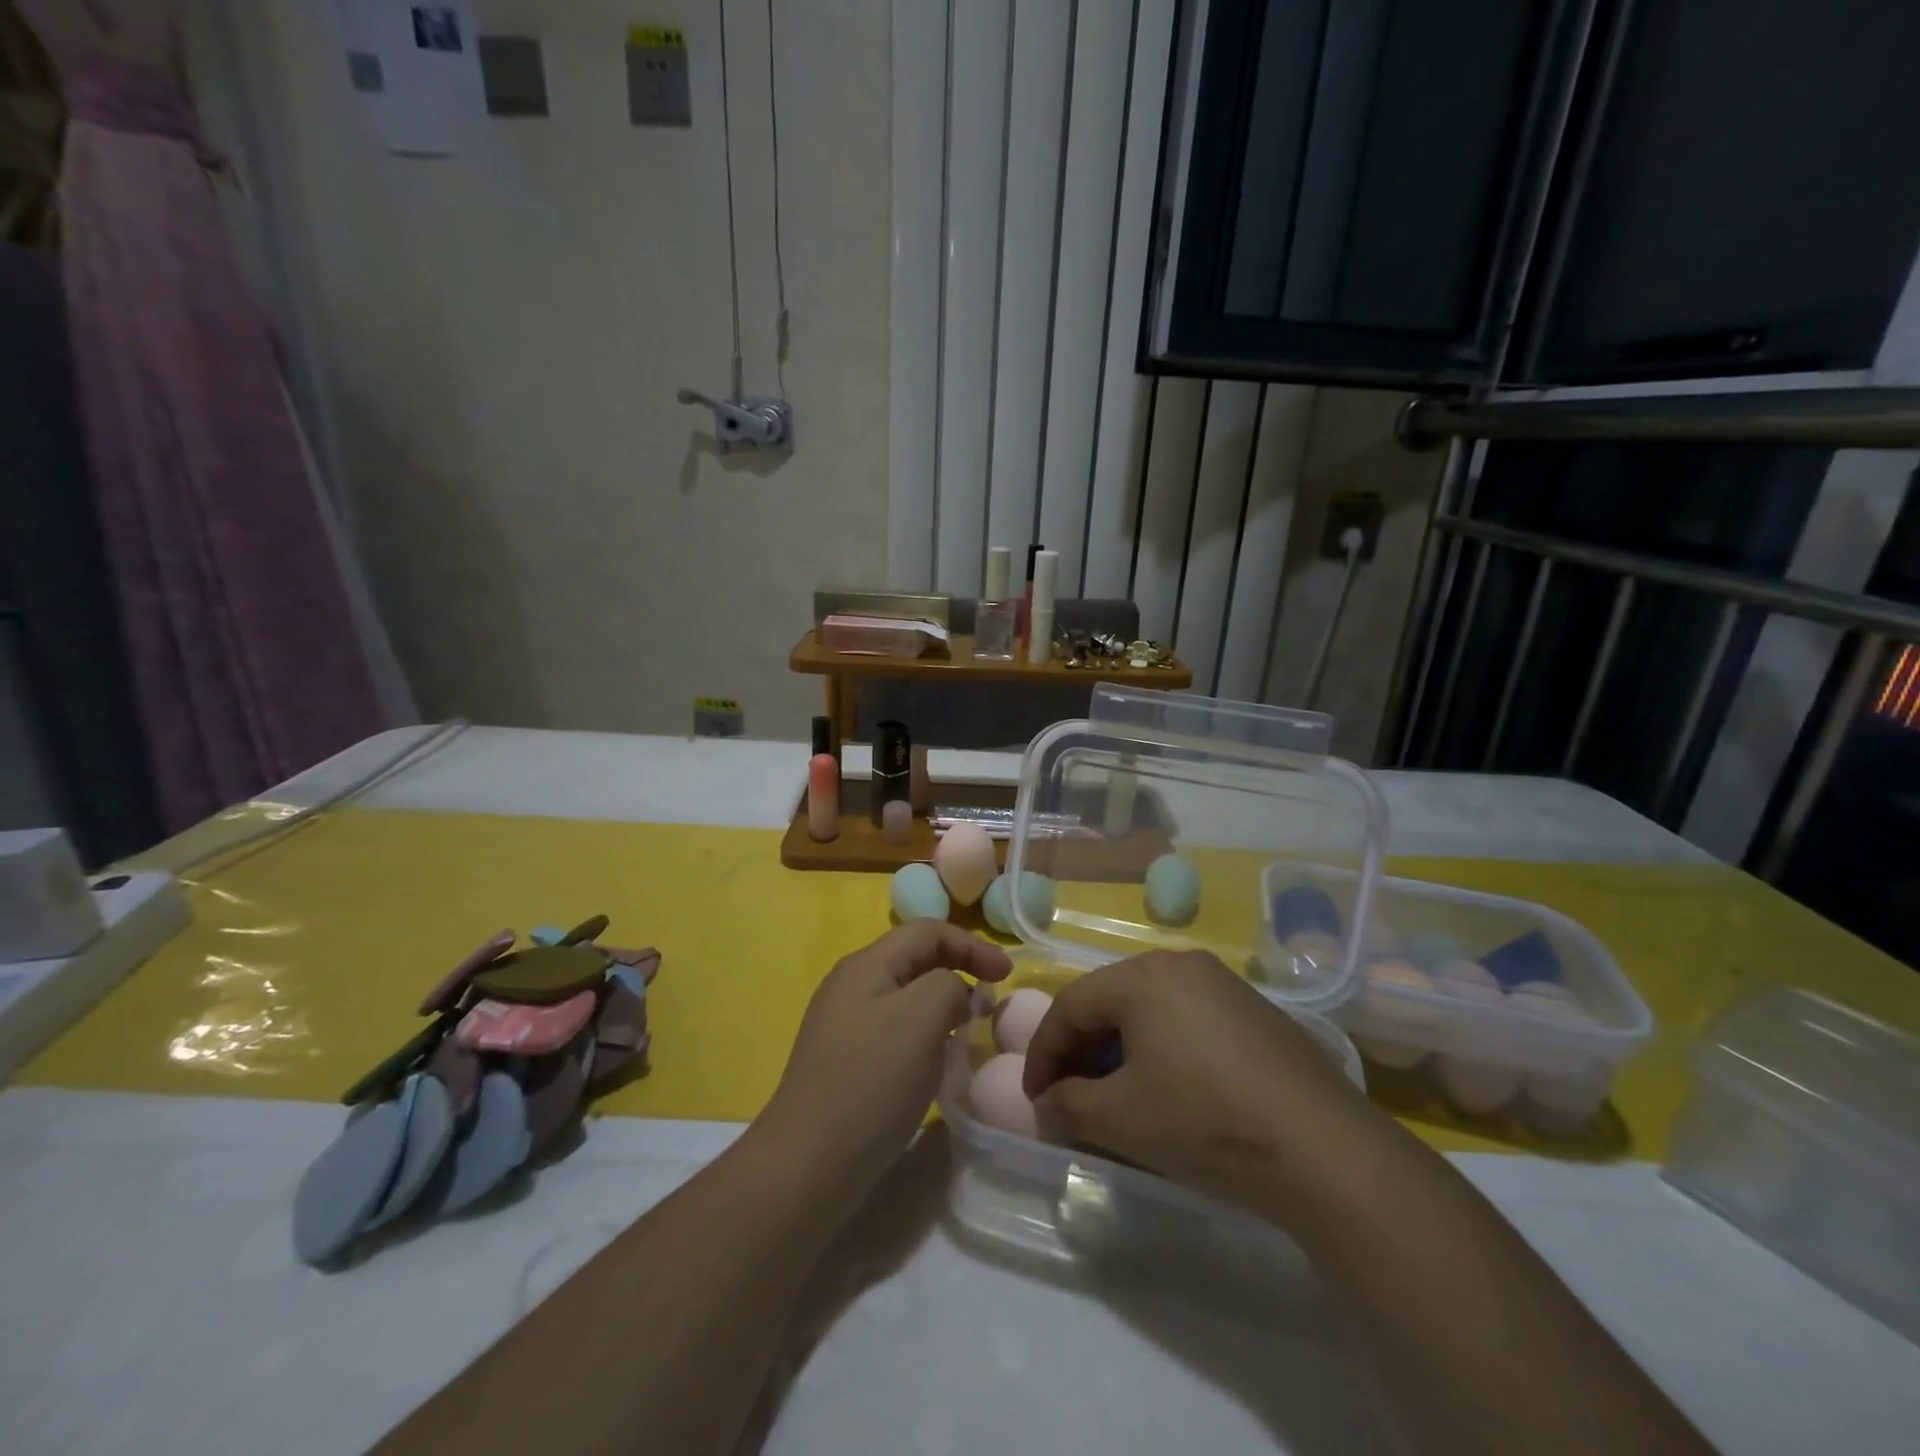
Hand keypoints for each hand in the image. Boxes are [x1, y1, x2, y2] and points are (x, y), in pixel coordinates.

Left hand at [762, 921, 1010, 1202]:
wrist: (809, 1164)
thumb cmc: (871, 1081)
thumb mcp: (921, 1018)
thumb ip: (947, 986)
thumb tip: (952, 994)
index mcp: (867, 965)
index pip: (927, 932)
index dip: (972, 945)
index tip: (1007, 976)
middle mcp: (852, 985)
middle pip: (915, 960)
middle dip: (958, 972)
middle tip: (990, 1004)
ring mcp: (845, 1024)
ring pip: (907, 998)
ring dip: (943, 1006)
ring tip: (968, 1033)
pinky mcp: (846, 1061)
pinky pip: (896, 1031)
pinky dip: (925, 1035)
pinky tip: (935, 1065)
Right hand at [1022, 951, 1375, 1222]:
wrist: (1325, 1151)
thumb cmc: (1205, 1121)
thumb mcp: (1121, 1120)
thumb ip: (1067, 1107)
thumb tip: (1044, 1106)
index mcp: (1142, 977)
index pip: (1071, 1006)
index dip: (1043, 1053)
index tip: (1033, 1098)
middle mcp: (1181, 965)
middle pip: (1110, 1001)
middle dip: (1081, 1050)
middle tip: (1070, 1096)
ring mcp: (1225, 985)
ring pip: (1150, 1010)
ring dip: (1121, 1050)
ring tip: (1116, 1095)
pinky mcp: (1256, 1012)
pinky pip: (1188, 1020)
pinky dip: (1163, 1049)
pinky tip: (1172, 1090)